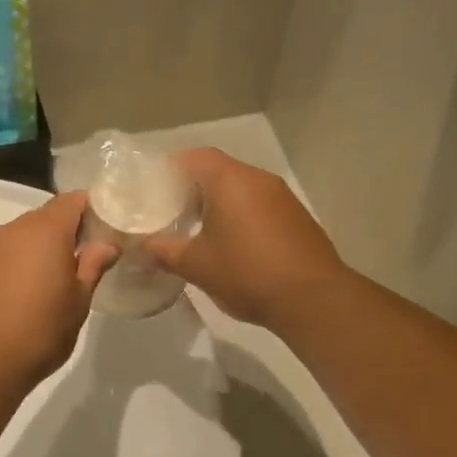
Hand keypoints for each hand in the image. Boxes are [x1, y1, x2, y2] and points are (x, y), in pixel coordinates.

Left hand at [0, 192, 117, 390]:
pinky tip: (21, 291)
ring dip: (38, 247)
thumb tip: (108, 244)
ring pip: (21, 234)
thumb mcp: (79, 301)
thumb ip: (94, 265)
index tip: (104, 228)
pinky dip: (16, 262)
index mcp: (46, 231)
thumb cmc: (43, 330)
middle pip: (46, 215)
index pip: (72, 200)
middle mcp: (14, 230)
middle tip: (83, 256)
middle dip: (66, 229)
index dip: (91, 209)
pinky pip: (1, 253)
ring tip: (52, 277)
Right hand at [145, 149, 349, 331]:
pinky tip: (231, 245)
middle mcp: (259, 180)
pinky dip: (241, 217)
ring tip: (197, 229)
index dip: (172, 167)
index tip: (153, 185)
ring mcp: (283, 198)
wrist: (312, 299)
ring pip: (242, 190)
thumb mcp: (195, 265)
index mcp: (231, 181)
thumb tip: (144, 246)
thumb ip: (164, 251)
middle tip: (170, 209)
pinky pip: (260, 207)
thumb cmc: (246, 273)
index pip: (196, 157)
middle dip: (193, 188)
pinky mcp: (297, 219)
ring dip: (219, 204)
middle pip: (219, 171)